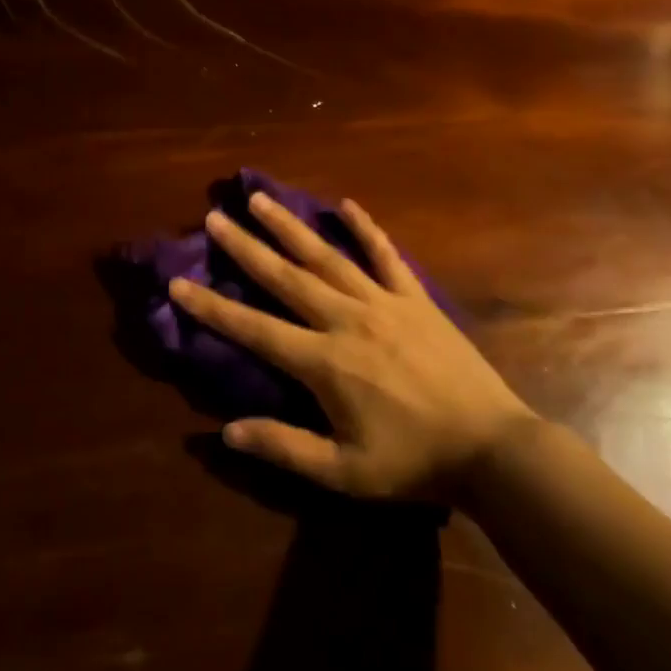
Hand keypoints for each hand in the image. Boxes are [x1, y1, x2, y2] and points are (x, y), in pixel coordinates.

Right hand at [170, 193, 530, 501]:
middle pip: (285, 277)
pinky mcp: (415, 298)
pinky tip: (347, 205)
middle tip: (215, 218)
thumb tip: (227, 431)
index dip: (212, 307)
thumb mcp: (343, 472)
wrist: (492, 449)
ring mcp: (383, 302)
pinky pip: (386, 255)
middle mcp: (345, 319)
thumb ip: (285, 447)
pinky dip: (366, 228)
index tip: (178, 281)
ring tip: (260, 198)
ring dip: (291, 226)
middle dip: (245, 247)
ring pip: (326, 256)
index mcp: (323, 362)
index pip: (254, 328)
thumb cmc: (413, 463)